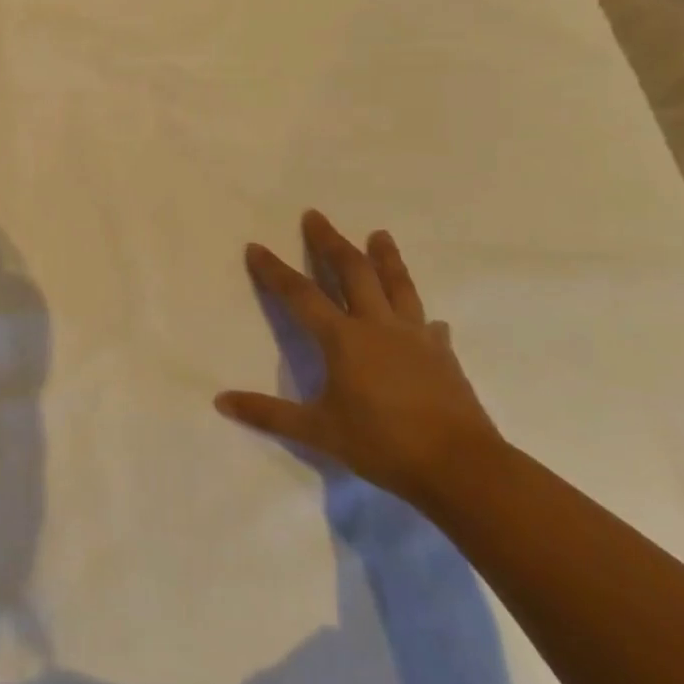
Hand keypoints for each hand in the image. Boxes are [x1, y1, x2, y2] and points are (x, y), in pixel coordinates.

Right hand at [215, 210, 503, 505]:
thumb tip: (221, 401)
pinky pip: (429, 326)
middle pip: (352, 272)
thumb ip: (268, 414)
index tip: (256, 247)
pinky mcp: (443, 357)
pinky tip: (427, 320)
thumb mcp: (318, 432)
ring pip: (397, 286)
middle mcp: (377, 326)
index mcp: (343, 339)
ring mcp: (415, 338)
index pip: (300, 295)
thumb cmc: (383, 444)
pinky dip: (421, 316)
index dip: (274, 271)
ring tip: (380, 234)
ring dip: (385, 257)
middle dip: (330, 242)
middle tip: (315, 216)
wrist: (462, 467)